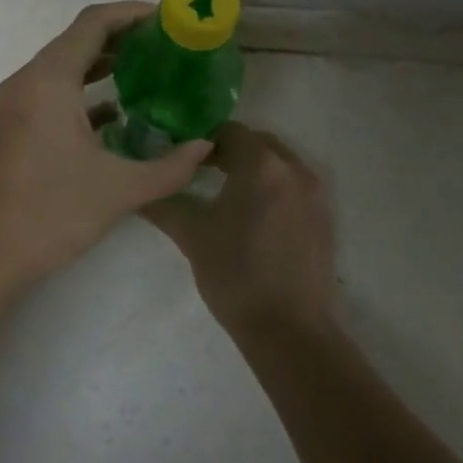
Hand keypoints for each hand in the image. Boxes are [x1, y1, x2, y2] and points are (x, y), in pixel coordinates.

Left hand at [0, 2, 213, 291]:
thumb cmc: (52, 212)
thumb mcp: (121, 189)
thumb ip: (171, 167)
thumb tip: (206, 146)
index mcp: (49, 79)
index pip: (93, 23)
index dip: (132, 13)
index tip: (168, 18)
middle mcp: (28, 79)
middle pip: (78, 39)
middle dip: (123, 36)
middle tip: (167, 45)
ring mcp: (15, 102)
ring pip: (64, 65)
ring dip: (103, 63)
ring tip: (150, 71)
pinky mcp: (13, 124)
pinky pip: (52, 90)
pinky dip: (83, 90)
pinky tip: (117, 113)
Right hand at [141, 123, 334, 332]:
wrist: (290, 331)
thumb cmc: (236, 275)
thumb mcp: (192, 236)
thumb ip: (163, 204)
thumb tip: (137, 191)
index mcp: (261, 165)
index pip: (229, 131)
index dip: (202, 140)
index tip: (181, 156)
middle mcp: (293, 169)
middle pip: (257, 142)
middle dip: (229, 150)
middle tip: (199, 170)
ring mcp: (315, 193)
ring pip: (278, 163)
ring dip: (252, 168)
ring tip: (224, 191)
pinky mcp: (324, 217)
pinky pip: (294, 185)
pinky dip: (272, 187)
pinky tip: (252, 214)